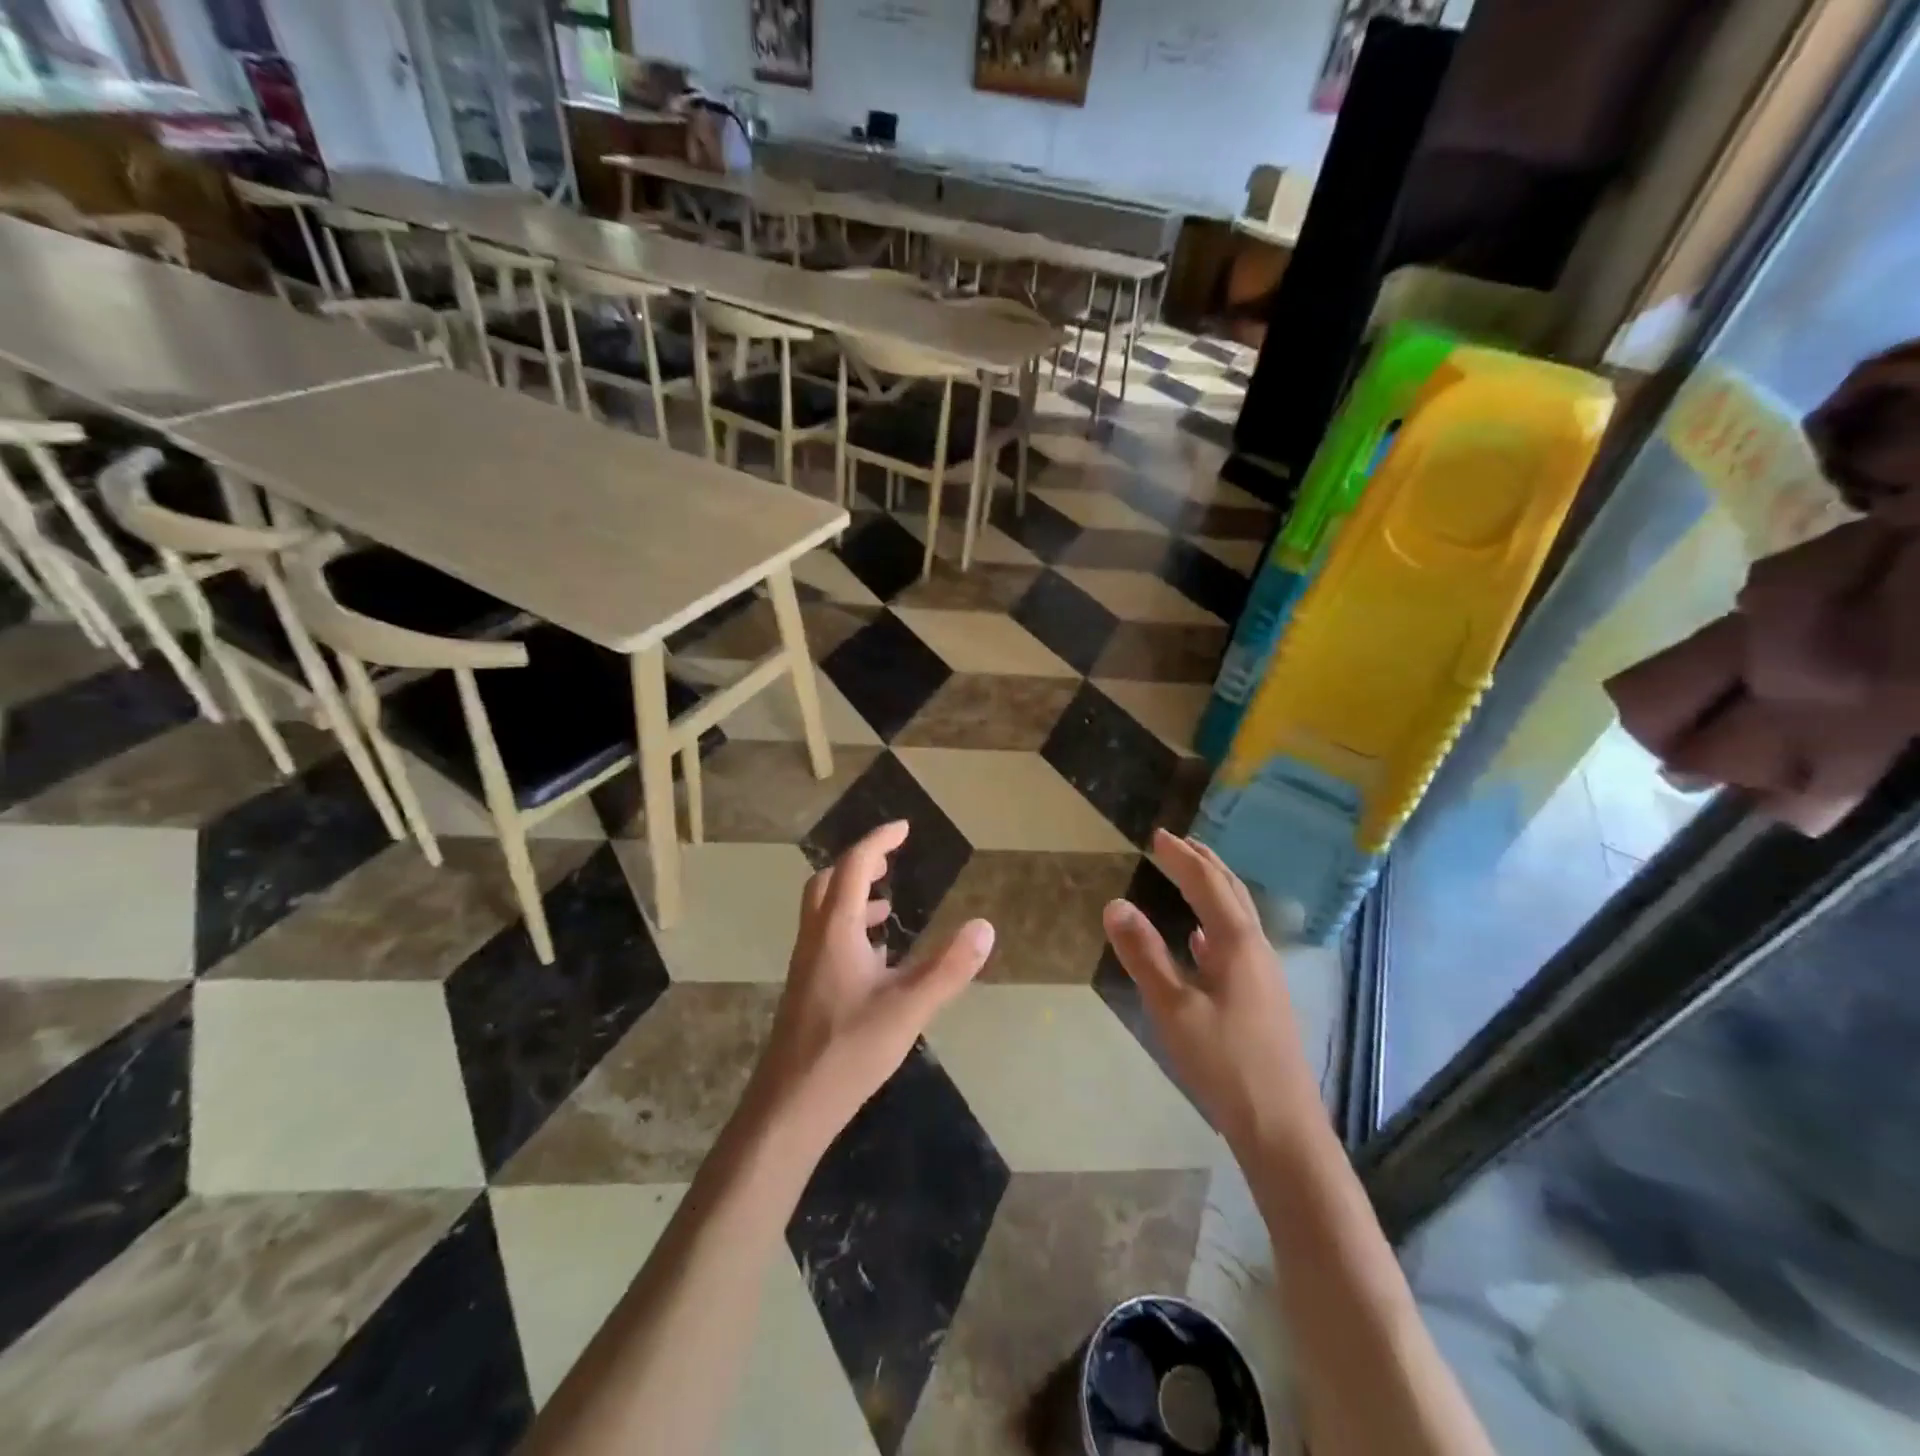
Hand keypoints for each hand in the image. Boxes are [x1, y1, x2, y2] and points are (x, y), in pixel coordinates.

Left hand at [748, 820, 995, 1147]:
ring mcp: (806, 965)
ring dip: (852, 897)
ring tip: (886, 908)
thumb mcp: (908, 1008)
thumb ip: (948, 968)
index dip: (878, 842)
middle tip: (890, 863)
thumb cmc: (848, 1051)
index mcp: (836, 931)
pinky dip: (850, 929)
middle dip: (858, 864)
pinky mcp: (806, 989)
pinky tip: (875, 960)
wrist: (790, 1106)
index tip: (904, 828)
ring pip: (823, 912)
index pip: (852, 867)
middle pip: (827, 883)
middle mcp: (815, 939)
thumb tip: (984, 927)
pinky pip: (826, 939)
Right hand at [1102, 829, 1319, 1153]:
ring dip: (1214, 890)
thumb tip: (1115, 904)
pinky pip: (1238, 944)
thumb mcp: (1173, 1008)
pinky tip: (1203, 941)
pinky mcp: (1263, 998)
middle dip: (1205, 863)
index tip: (1158, 836)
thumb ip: (1144, 954)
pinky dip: (1217, 926)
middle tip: (1179, 843)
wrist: (1281, 1126)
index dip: (1181, 858)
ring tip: (1190, 876)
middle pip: (1232, 892)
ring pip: (1238, 917)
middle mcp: (1257, 950)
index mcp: (1238, 944)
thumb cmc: (1225, 1063)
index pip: (1207, 885)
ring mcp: (1264, 975)